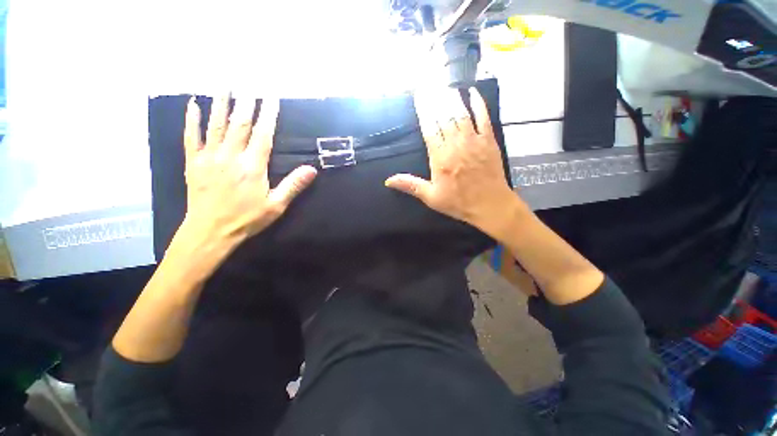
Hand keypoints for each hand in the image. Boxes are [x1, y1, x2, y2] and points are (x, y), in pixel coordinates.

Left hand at [183, 96, 316, 243]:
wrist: (210, 232)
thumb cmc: (247, 219)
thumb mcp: (276, 205)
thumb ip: (293, 185)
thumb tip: (312, 169)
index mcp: (252, 167)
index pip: (263, 135)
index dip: (268, 115)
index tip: (271, 97)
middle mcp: (230, 157)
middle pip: (240, 125)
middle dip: (247, 104)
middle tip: (250, 85)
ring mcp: (209, 158)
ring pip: (215, 125)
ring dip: (220, 104)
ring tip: (224, 86)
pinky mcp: (192, 163)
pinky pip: (190, 137)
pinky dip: (191, 120)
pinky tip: (192, 105)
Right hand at [385, 87, 522, 238]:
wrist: (489, 205)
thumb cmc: (458, 202)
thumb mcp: (431, 197)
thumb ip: (410, 185)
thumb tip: (388, 181)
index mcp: (440, 158)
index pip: (429, 128)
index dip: (423, 111)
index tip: (419, 96)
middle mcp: (455, 145)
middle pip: (444, 117)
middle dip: (436, 100)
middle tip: (430, 85)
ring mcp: (474, 141)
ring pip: (461, 114)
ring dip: (452, 99)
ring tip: (445, 86)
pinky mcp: (489, 141)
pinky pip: (484, 117)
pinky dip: (478, 104)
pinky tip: (472, 93)